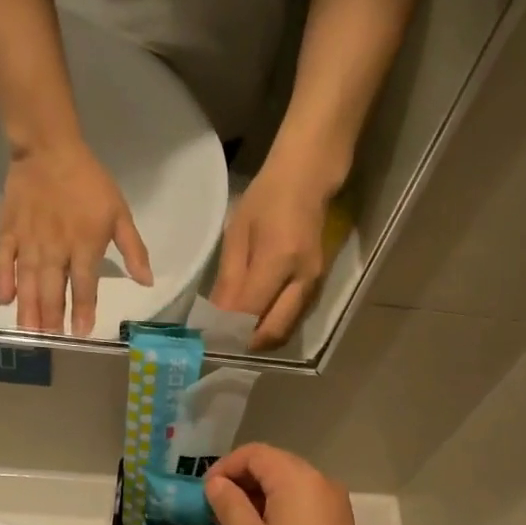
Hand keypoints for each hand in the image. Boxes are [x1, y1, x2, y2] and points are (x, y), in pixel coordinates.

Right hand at [0, 141, 152, 335]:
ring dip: (28, 309)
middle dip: (51, 318)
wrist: (49, 148)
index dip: (83, 311)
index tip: (81, 333)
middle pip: (52, 290)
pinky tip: (4, 300)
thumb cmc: (89, 182)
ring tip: (28, 332)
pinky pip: (4, 260)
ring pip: (28, 281)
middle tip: (50, 340)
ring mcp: (29, 240)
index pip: (84, 286)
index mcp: (84, 245)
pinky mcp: (9, 230)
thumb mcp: (120, 213)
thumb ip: (134, 250)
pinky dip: (3, 280)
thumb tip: (147, 281)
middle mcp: (55, 249)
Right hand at [205, 445, 388, 524]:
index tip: (205, 493)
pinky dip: (279, 508)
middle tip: (216, 510)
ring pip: (289, 484)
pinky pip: (303, 502)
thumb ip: (230, 505)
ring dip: (259, 496)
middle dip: (242, 481)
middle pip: (275, 464)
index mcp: (298, 478)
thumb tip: (217, 484)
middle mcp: (321, 482)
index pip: (255, 453)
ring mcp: (334, 504)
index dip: (226, 467)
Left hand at [210, 161, 330, 350]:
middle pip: (275, 330)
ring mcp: (314, 284)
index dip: (229, 328)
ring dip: (260, 338)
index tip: (209, 336)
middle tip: (224, 343)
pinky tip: (254, 321)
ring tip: (235, 335)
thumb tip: (217, 316)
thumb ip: (229, 279)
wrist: (307, 180)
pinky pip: (292, 317)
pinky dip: (272, 326)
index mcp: (279, 260)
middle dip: (247, 343)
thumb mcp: (238, 233)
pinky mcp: (317, 286)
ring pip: (286, 329)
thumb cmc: (266, 199)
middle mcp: (302, 278)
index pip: (251, 310)